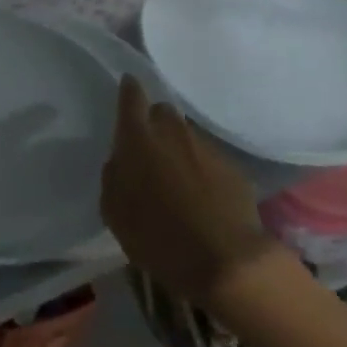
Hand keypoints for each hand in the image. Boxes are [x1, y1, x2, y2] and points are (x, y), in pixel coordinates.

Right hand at [100, 75, 281, 307]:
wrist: (227, 262)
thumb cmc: (158, 237)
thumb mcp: (114, 212)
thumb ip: (113, 177)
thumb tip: (119, 162)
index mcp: (138, 139)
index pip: (131, 97)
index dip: (128, 89)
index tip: (128, 84)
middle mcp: (172, 133)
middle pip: (162, 111)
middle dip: (155, 123)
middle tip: (150, 148)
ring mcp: (207, 149)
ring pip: (187, 136)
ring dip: (179, 149)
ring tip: (177, 178)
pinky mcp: (233, 169)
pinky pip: (210, 160)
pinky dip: (202, 171)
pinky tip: (202, 196)